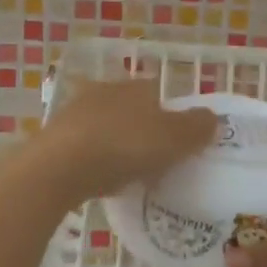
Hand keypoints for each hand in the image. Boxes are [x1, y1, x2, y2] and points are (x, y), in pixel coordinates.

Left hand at [36, 79, 217, 203]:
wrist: (59, 167)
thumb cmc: (124, 147)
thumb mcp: (174, 139)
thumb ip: (197, 127)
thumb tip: (212, 118)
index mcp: (136, 86)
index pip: (159, 93)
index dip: (171, 116)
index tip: (178, 143)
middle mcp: (105, 90)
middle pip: (131, 109)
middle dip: (142, 129)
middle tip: (154, 160)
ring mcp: (75, 112)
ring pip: (106, 126)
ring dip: (116, 144)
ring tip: (127, 173)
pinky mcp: (54, 137)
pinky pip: (84, 147)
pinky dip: (95, 159)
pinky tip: (100, 179)